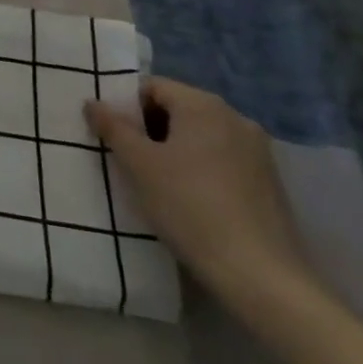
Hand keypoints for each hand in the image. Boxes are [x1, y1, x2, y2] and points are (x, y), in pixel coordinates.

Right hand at [85, 77, 311, 302]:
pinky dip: (200, 168)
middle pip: (177, 109)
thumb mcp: (138, 164)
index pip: (152, 87)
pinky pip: (222, 159)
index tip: (115, 138)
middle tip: (131, 161)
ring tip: (159, 183)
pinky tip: (191, 200)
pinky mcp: (270, 181)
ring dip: (174, 150)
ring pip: (200, 136)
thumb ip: (112, 127)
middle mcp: (235, 117)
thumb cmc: (189, 207)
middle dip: (150, 129)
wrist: (261, 276)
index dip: (127, 108)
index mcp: (203, 104)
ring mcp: (258, 151)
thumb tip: (93, 103)